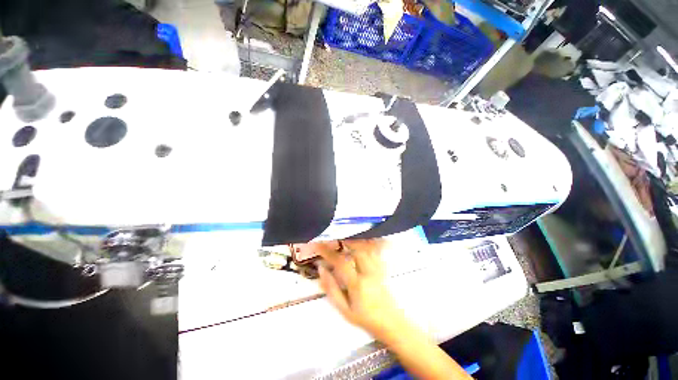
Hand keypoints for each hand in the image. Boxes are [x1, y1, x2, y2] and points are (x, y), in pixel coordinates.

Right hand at [316, 239, 406, 341]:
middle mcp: (368, 273)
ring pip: (367, 248)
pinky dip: (369, 243)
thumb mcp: (344, 310)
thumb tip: (321, 269)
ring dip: (356, 241)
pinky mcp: (383, 268)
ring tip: (346, 238)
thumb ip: (331, 289)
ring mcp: (377, 269)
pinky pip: (376, 251)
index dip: (328, 252)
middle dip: (345, 241)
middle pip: (357, 249)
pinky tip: (363, 240)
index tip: (319, 245)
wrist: (391, 324)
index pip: (340, 263)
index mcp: (357, 284)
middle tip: (335, 238)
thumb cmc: (365, 319)